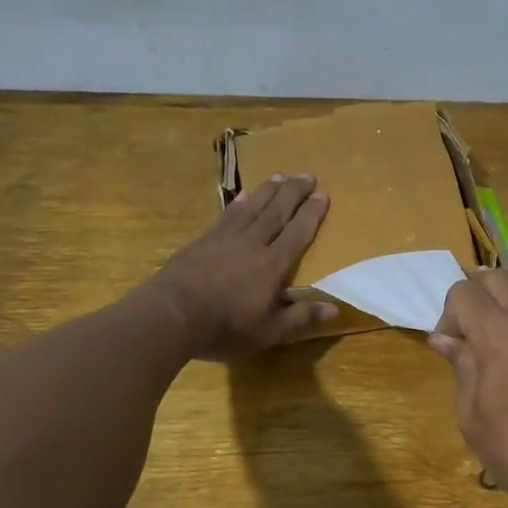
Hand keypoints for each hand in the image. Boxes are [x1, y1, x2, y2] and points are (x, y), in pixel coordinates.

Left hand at [148, 174, 336, 358]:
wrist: (171, 314)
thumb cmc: (225, 327)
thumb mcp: (269, 331)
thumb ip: (301, 318)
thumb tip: (335, 308)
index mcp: (272, 265)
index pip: (297, 233)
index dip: (311, 214)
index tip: (323, 194)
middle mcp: (252, 243)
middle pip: (277, 212)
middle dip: (293, 193)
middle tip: (307, 175)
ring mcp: (225, 239)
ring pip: (252, 207)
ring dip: (268, 191)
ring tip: (279, 176)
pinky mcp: (203, 241)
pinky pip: (227, 215)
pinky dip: (238, 203)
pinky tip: (242, 196)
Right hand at [428, 270, 507, 507]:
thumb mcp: (473, 416)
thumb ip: (461, 367)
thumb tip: (445, 339)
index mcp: (498, 332)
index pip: (464, 292)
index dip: (449, 315)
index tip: (450, 348)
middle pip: (497, 277)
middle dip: (477, 298)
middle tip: (473, 336)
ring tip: (506, 333)